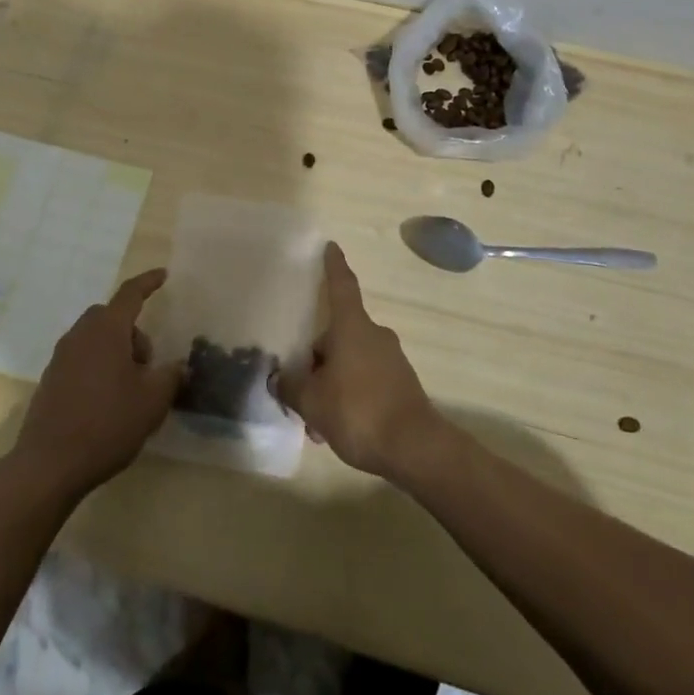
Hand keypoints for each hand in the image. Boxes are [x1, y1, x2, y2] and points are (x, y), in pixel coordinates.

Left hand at [11, 268, 182, 501]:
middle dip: (133, 332)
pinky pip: (81, 359)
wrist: (48, 465)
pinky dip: (97, 368)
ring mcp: (61, 357)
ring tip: (128, 389)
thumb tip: (177, 366)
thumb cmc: (107, 424)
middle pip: (111, 317)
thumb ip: (170, 376)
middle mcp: (81, 334)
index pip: (130, 294)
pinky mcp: (50, 380)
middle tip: (147, 365)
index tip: (163, 275)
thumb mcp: (152, 401)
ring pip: (95, 339)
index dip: (148, 282)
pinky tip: (106, 403)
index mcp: (107, 329)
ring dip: (115, 351)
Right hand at [273, 243, 440, 479]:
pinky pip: (366, 382)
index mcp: (351, 327)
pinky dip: (349, 398)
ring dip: (331, 384)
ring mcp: (391, 359)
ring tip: (316, 423)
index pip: (341, 286)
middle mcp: (374, 335)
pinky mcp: (401, 384)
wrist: (415, 448)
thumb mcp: (312, 402)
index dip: (334, 266)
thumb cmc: (358, 411)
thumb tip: (278, 378)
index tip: (332, 246)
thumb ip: (290, 387)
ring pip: (350, 363)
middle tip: (299, 390)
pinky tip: (337, 429)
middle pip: (338, 336)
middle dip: (317, 360)